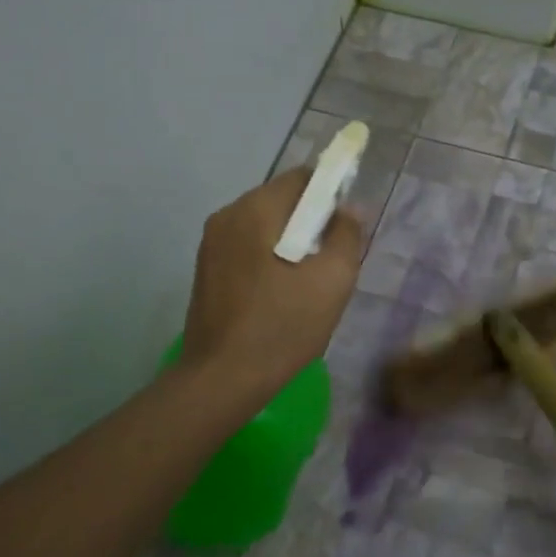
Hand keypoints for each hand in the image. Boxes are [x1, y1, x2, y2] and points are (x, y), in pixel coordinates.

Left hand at [181, 168, 362, 399]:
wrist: (223, 378)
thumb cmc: (283, 326)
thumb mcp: (332, 281)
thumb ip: (346, 235)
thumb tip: (350, 209)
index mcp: (255, 210)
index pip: (302, 178)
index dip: (331, 194)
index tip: (346, 227)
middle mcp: (227, 216)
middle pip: (281, 201)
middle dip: (310, 222)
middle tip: (330, 261)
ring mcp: (211, 244)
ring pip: (263, 227)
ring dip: (290, 243)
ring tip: (307, 283)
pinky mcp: (206, 270)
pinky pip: (247, 249)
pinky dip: (269, 259)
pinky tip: (280, 295)